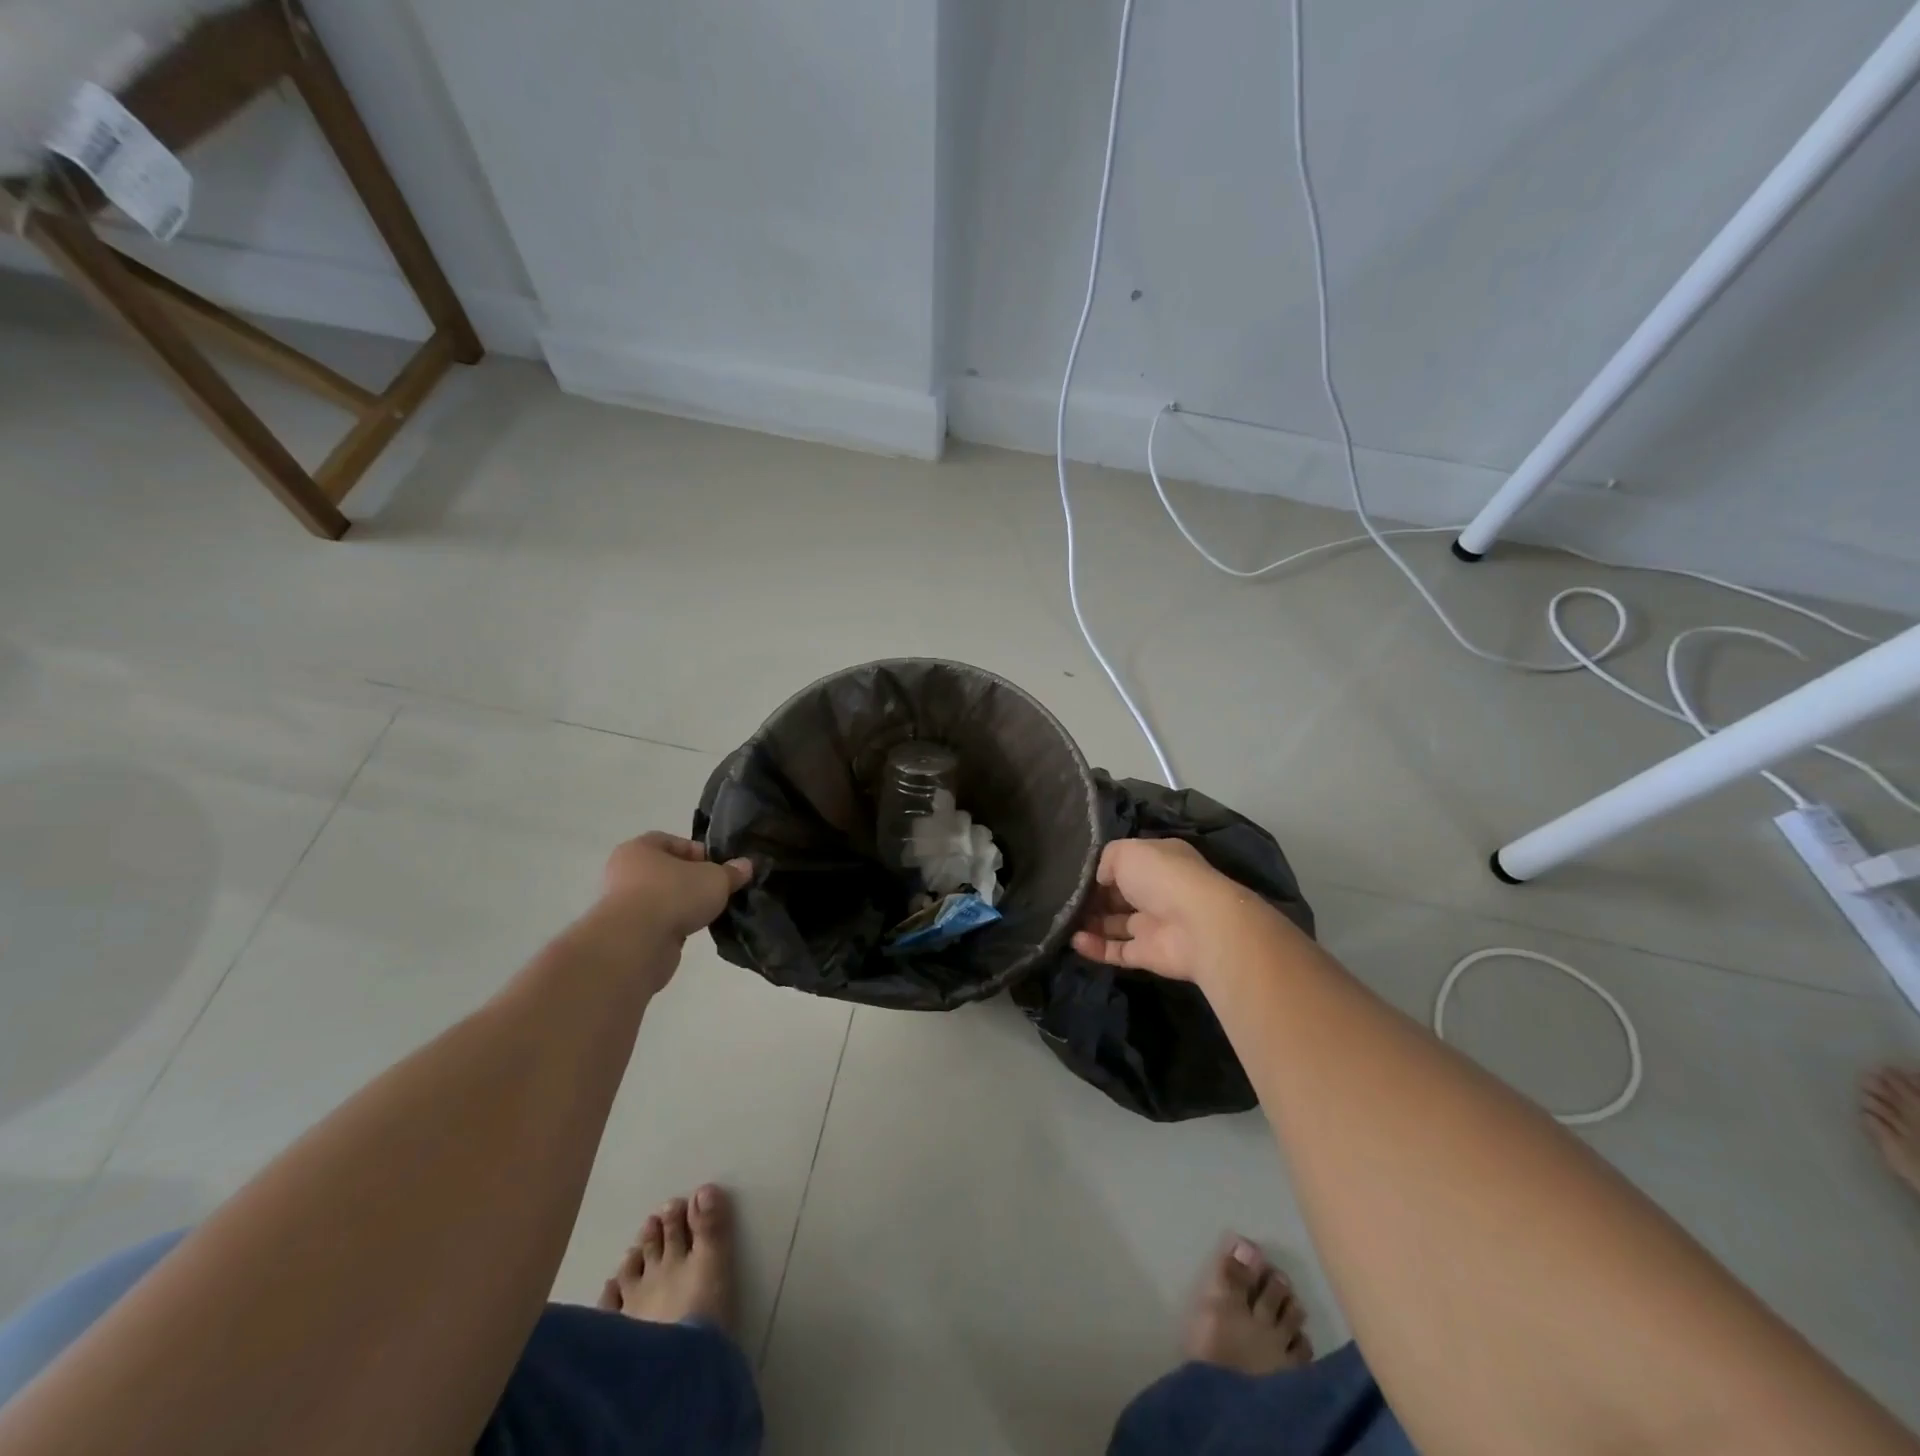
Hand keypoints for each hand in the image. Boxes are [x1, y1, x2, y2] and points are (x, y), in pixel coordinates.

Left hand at [600, 832, 751, 940]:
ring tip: (708, 913)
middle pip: (666, 871)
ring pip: (661, 899)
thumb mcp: (715, 878)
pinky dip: (673, 926)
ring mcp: (622, 906)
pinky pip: (657, 923)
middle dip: (691, 881)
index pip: (671, 841)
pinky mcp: (626, 934)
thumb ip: (732, 872)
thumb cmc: (673, 894)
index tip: (717, 867)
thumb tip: (746, 866)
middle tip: (715, 890)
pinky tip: (692, 931)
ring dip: (682, 905)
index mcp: (639, 849)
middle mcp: (624, 873)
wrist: (636, 943)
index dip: (697, 852)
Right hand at [1070, 838, 1258, 983]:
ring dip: (1090, 922)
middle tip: (1063, 898)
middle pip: (1119, 895)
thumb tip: (1099, 880)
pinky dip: (1095, 947)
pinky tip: (1073, 940)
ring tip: (1062, 919)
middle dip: (1093, 897)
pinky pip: (1116, 950)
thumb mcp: (1126, 851)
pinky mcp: (1148, 954)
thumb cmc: (1162, 877)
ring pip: (1116, 923)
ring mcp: (1154, 924)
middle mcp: (1158, 891)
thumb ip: (1106, 860)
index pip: (1126, 863)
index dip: (1101, 869)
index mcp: (1159, 861)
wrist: (1198, 925)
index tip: (1074, 874)